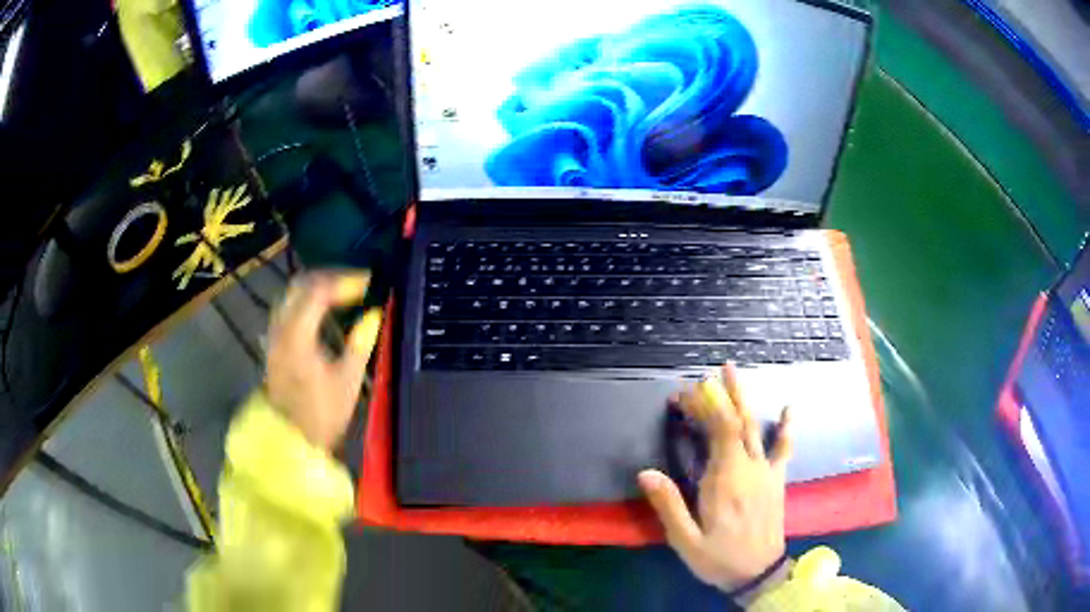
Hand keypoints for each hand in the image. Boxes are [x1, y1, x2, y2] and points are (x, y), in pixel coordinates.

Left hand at [266, 271, 382, 450]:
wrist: (290, 440)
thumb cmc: (322, 415)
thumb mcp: (347, 382)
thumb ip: (360, 344)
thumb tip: (374, 315)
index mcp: (298, 337)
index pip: (318, 291)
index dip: (345, 281)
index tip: (370, 283)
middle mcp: (280, 328)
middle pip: (301, 284)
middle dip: (331, 277)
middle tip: (358, 282)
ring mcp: (274, 334)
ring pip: (292, 292)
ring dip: (318, 285)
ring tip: (344, 290)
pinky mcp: (274, 342)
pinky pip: (289, 306)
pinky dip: (307, 298)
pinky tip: (324, 308)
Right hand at [639, 364, 791, 591]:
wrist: (759, 573)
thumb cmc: (719, 558)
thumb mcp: (686, 540)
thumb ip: (669, 506)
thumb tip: (646, 473)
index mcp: (725, 481)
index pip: (719, 430)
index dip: (705, 406)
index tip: (684, 394)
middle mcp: (748, 469)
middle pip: (736, 422)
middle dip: (718, 397)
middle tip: (702, 377)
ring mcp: (766, 472)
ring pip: (755, 428)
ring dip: (744, 399)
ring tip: (733, 371)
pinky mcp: (776, 480)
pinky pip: (783, 449)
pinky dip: (786, 427)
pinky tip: (788, 408)